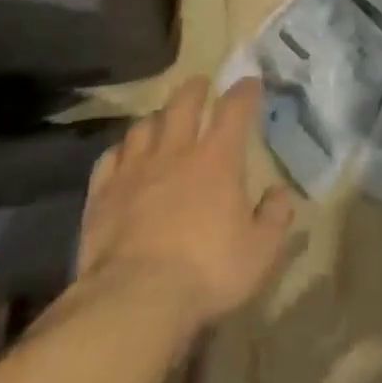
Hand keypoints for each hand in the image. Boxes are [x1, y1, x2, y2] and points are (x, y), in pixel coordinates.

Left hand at [72, 77, 294, 330]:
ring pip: (143, 126)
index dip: (244, 92)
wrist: (135, 300)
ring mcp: (134, 171)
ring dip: (157, 117)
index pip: (234, 109)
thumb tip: (280, 193)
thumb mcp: (261, 251)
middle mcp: (175, 153)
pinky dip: (120, 150)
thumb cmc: (208, 271)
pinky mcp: (102, 194)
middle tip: (201, 84)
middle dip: (195, 89)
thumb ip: (275, 217)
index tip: (251, 82)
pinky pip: (109, 158)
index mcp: (218, 160)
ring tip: (162, 119)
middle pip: (183, 104)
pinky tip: (123, 155)